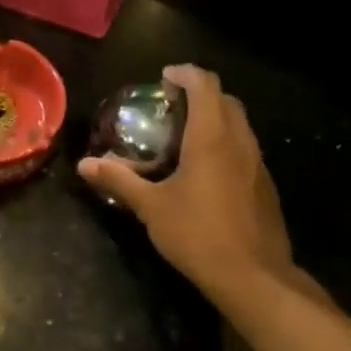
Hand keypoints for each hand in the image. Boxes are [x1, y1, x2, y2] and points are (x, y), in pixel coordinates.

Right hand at [78, 65, 294, 305]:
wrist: (253, 276)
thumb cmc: (197, 234)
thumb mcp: (151, 206)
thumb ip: (119, 180)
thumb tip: (85, 164)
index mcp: (212, 138)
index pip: (205, 85)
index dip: (185, 74)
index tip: (164, 77)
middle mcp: (240, 142)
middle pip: (226, 101)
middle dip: (201, 94)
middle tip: (172, 106)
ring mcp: (258, 164)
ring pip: (240, 125)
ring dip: (215, 119)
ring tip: (185, 136)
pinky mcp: (265, 186)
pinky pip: (245, 150)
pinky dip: (225, 144)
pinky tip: (205, 171)